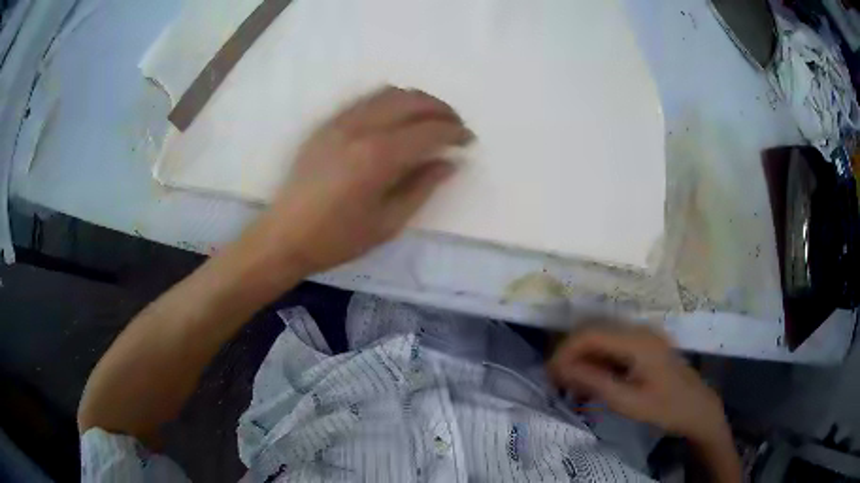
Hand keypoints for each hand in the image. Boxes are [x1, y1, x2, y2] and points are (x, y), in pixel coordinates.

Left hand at [246, 86, 472, 277]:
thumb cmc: (338, 238)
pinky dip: (389, 101)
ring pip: (388, 93)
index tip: (469, 140)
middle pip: (412, 100)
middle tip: (455, 125)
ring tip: (428, 119)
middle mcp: (360, 128)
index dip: (455, 132)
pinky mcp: (326, 124)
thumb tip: (449, 163)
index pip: (429, 130)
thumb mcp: (388, 222)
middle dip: (441, 109)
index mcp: (378, 156)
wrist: (284, 236)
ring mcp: (340, 122)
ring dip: (416, 100)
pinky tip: (395, 118)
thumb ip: (422, 187)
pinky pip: (365, 99)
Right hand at [547, 324, 728, 442]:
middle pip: (594, 333)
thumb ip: (594, 382)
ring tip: (570, 386)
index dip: (565, 352)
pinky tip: (591, 384)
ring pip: (602, 340)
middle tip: (556, 382)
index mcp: (636, 340)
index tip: (549, 375)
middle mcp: (638, 330)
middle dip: (571, 355)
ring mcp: (643, 337)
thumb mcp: (627, 401)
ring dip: (583, 360)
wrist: (697, 408)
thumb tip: (561, 369)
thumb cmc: (665, 408)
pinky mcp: (644, 346)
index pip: (590, 335)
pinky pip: (613, 349)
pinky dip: (598, 364)